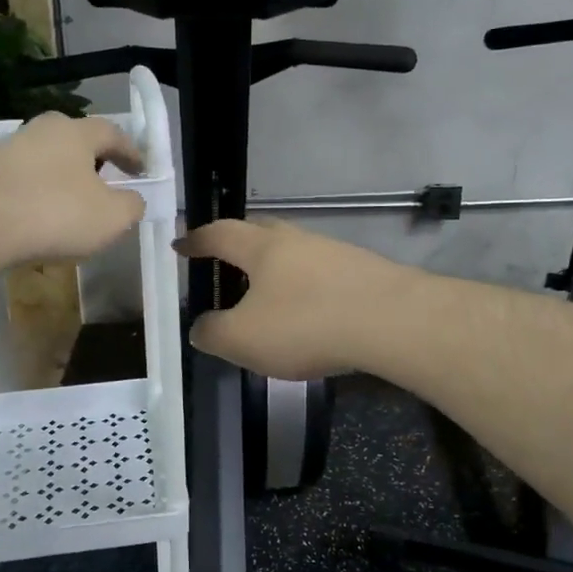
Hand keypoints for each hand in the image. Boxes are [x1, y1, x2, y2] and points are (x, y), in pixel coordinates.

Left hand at [0, 113, 146, 267]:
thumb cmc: (55, 214)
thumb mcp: (111, 218)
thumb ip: (131, 206)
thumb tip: (132, 199)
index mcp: (76, 132)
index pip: (113, 133)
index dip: (131, 152)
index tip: (140, 170)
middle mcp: (40, 129)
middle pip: (75, 141)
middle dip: (93, 161)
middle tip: (104, 184)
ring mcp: (6, 148)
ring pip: (45, 159)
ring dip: (61, 178)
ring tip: (68, 207)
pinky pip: (20, 179)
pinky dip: (34, 193)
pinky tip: (35, 218)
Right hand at [174, 219, 412, 378]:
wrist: (391, 321)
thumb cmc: (306, 324)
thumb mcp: (243, 339)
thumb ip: (213, 334)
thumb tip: (201, 328)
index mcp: (261, 248)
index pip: (219, 234)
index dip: (196, 240)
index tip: (181, 245)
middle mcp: (296, 240)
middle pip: (259, 232)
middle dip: (237, 243)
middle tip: (223, 260)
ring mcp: (333, 252)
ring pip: (294, 252)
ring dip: (276, 267)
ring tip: (266, 291)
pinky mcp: (363, 271)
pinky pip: (321, 273)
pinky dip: (305, 286)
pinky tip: (309, 308)